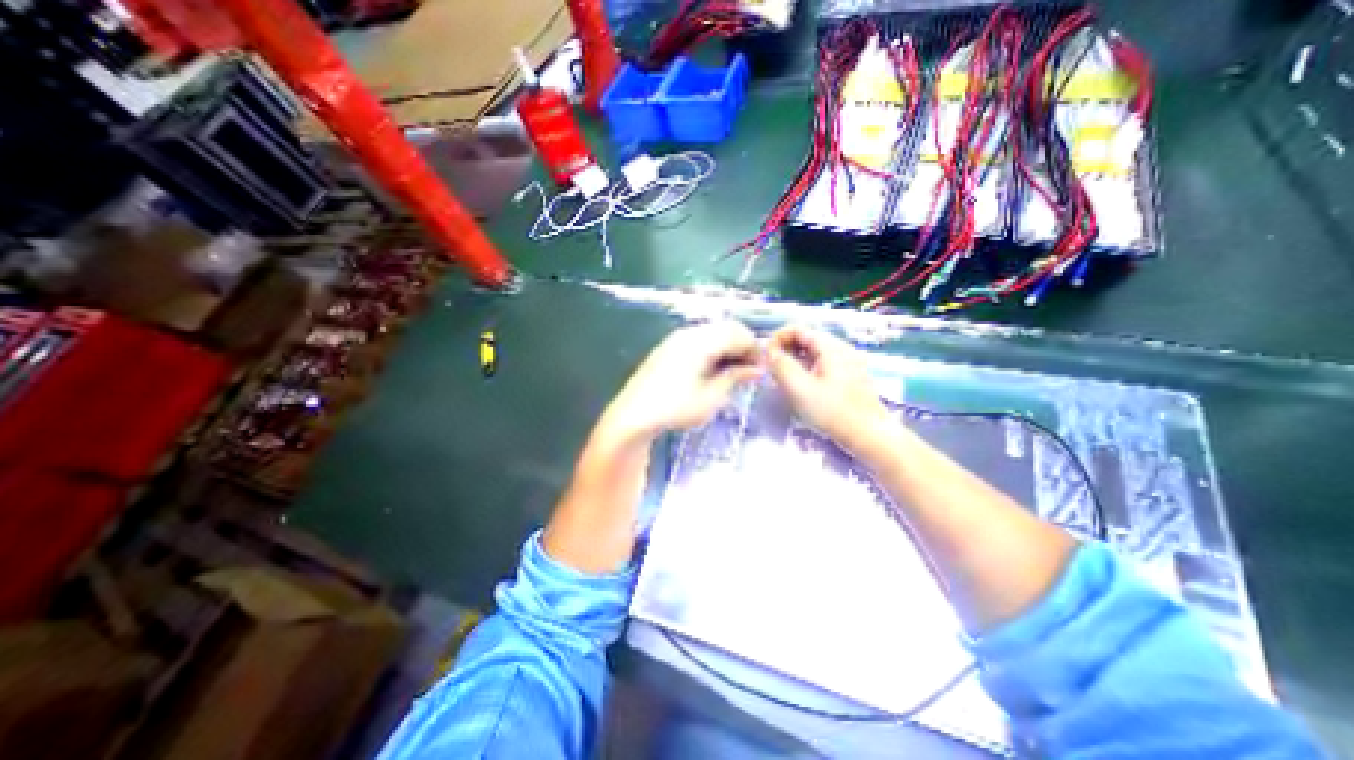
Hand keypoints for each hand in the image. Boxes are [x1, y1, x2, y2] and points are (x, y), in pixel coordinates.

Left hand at [600, 321, 767, 443]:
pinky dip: (713, 349)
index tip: (760, 371)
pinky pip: (700, 339)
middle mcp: (690, 332)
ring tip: (731, 373)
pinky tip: (712, 370)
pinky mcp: (669, 347)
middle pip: (727, 328)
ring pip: (713, 332)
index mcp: (701, 341)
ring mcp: (677, 338)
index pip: (739, 333)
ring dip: (728, 347)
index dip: (754, 350)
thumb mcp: (711, 397)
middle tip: (748, 372)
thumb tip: (757, 369)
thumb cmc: (675, 408)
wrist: (634, 415)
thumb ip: (735, 378)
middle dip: (743, 347)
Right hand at [767, 321, 897, 455]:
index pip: (797, 328)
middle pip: (804, 340)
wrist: (870, 437)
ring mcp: (847, 363)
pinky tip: (802, 391)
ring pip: (812, 354)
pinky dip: (806, 372)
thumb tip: (769, 353)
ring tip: (784, 384)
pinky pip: (821, 366)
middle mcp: (840, 349)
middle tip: (773, 374)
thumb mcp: (799, 389)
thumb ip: (781, 366)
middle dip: (784, 353)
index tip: (767, 359)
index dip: (777, 339)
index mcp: (830, 347)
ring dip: (794, 364)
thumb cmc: (833, 412)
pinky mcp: (848, 377)